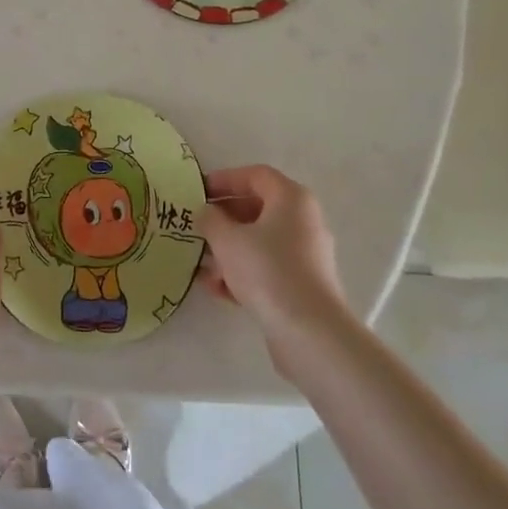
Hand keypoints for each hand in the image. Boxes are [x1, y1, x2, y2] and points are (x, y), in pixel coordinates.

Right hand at [197, 165, 344, 332]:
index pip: (255, 175)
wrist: (310, 332)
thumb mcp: (227, 240)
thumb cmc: (267, 270)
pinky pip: (267, 268)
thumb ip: (210, 219)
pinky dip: (243, 272)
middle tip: (197, 225)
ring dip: (229, 248)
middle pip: (258, 208)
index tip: (198, 192)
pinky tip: (217, 288)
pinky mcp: (302, 284)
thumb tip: (206, 213)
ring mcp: (305, 255)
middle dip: (224, 217)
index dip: (224, 179)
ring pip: (260, 241)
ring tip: (201, 262)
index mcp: (291, 199)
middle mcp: (303, 221)